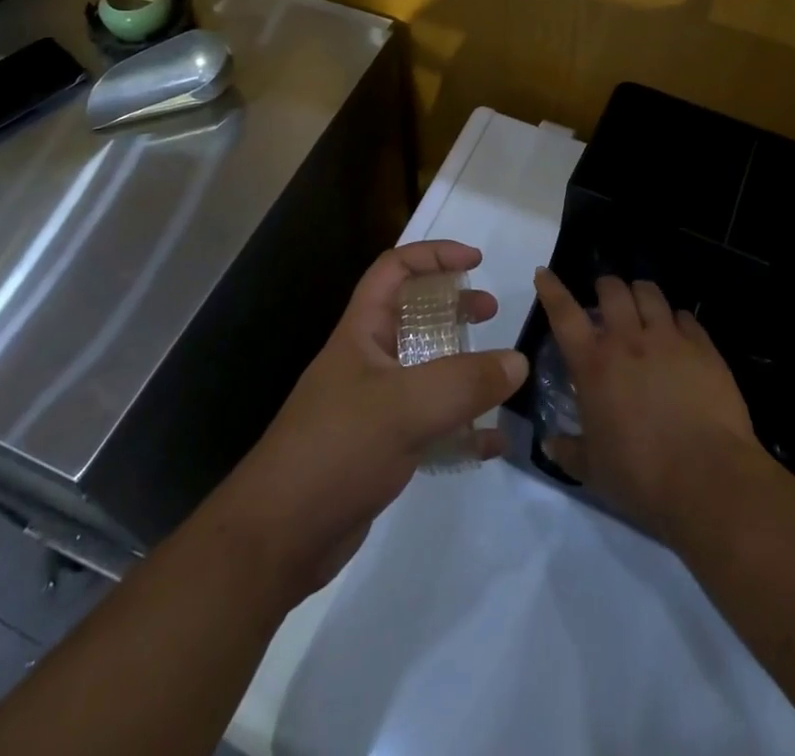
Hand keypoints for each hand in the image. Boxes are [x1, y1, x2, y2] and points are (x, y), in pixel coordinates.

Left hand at [216, 241, 528, 600]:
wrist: (277, 539)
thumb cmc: (336, 451)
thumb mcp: (405, 408)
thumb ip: (465, 382)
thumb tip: (518, 361)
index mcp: (362, 332)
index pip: (395, 269)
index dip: (434, 255)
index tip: (476, 261)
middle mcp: (367, 360)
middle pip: (413, 314)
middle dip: (452, 305)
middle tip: (489, 312)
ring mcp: (373, 406)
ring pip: (425, 369)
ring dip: (461, 364)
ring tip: (498, 372)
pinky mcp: (381, 448)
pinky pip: (429, 423)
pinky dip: (461, 425)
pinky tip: (491, 441)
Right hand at [534, 268, 761, 541]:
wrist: (708, 478)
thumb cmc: (641, 475)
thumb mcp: (593, 470)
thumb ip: (568, 450)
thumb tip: (549, 442)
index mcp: (594, 364)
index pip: (564, 314)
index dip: (552, 290)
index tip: (544, 273)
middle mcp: (628, 340)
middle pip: (612, 289)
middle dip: (605, 287)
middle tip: (606, 298)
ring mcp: (669, 340)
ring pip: (650, 293)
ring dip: (640, 294)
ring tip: (642, 305)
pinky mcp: (703, 348)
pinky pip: (686, 317)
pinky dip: (677, 319)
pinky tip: (679, 332)